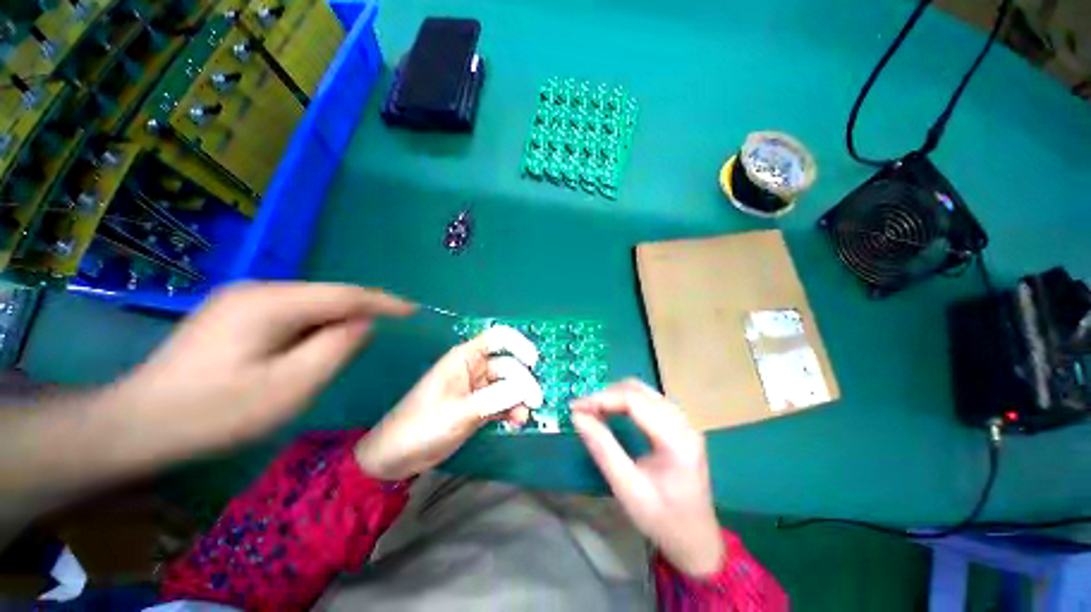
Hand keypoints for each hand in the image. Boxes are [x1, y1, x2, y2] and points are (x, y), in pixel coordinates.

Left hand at [115, 282, 413, 456]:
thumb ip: (336, 348)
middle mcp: (257, 290)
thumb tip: (362, 325)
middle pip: (326, 296)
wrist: (138, 423)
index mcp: (271, 303)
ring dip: (332, 323)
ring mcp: (240, 299)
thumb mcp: (289, 387)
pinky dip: (311, 327)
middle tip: (373, 341)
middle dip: (356, 314)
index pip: (345, 295)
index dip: (384, 302)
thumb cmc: (215, 412)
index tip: (413, 310)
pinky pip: (289, 312)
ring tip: (339, 351)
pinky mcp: (232, 313)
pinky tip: (305, 349)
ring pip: (308, 304)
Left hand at [355, 326, 541, 480]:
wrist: (396, 457)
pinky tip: (516, 422)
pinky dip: (511, 410)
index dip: (519, 344)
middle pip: (508, 365)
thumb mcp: (461, 411)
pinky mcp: (479, 407)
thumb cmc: (423, 425)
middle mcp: (474, 369)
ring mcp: (478, 389)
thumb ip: (496, 398)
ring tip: (523, 417)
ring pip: (508, 385)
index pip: (498, 338)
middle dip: (523, 381)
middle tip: (535, 402)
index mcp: (465, 358)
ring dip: (519, 398)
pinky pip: (502, 402)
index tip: (535, 362)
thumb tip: (527, 388)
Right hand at [571, 379, 724, 577]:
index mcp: (677, 440)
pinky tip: (612, 412)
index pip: (634, 401)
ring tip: (593, 410)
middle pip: (639, 391)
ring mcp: (684, 422)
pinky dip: (626, 401)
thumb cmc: (662, 520)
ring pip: (644, 391)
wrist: (696, 540)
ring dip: (615, 395)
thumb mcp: (628, 489)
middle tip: (582, 409)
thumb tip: (578, 417)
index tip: (575, 407)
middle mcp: (684, 423)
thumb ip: (603, 449)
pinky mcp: (680, 425)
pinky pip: (649, 400)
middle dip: (607, 394)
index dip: (601, 398)